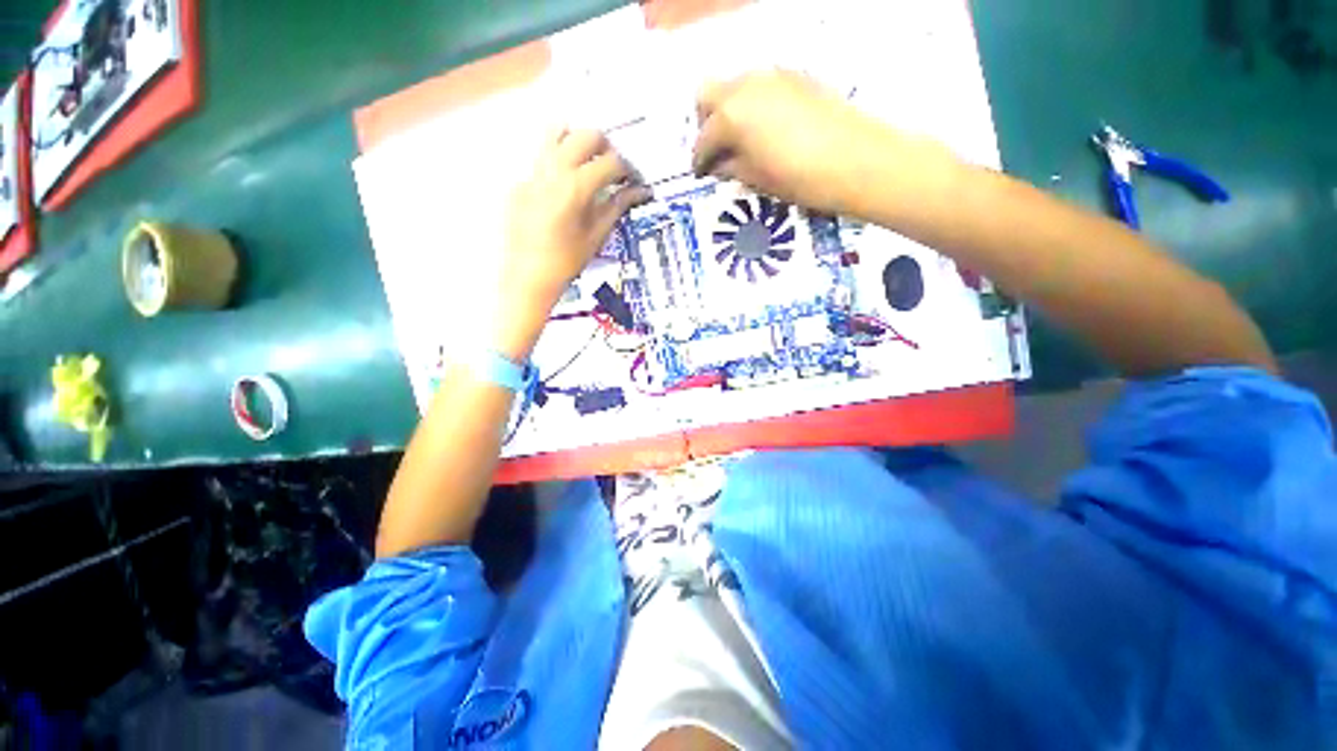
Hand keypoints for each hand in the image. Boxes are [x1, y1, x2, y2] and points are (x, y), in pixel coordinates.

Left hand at [495, 129, 648, 359]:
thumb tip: (640, 191)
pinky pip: (542, 157)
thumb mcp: (597, 235)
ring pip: (557, 133)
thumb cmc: (567, 262)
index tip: (634, 181)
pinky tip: (565, 184)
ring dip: (578, 141)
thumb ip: (617, 206)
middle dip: (606, 147)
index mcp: (576, 187)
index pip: (611, 162)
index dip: (628, 169)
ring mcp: (533, 172)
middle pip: (586, 136)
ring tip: (587, 162)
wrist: (528, 276)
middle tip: (613, 169)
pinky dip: (559, 159)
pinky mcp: (521, 180)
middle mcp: (554, 170)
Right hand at [692, 70, 957, 218]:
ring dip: (730, 111)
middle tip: (717, 150)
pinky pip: (761, 86)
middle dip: (706, 123)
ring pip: (735, 86)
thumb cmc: (800, 179)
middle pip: (708, 95)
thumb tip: (717, 165)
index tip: (702, 174)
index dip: (699, 161)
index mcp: (731, 116)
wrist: (857, 161)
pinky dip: (754, 104)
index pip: (703, 139)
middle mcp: (746, 86)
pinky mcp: (796, 77)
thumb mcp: (757, 179)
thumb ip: (731, 167)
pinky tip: (767, 129)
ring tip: (742, 141)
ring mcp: (772, 76)